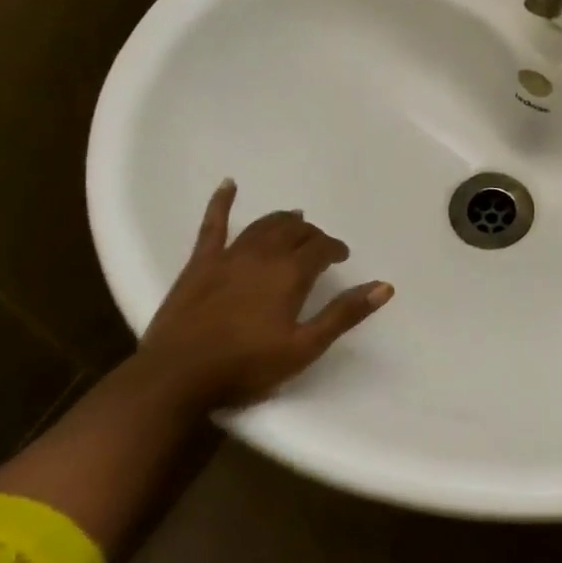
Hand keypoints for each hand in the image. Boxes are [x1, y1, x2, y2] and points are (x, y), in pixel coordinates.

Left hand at [137, 180, 392, 408]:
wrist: (176, 377)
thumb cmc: (246, 366)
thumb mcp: (305, 347)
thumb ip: (344, 314)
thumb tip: (384, 286)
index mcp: (290, 274)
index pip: (321, 248)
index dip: (334, 249)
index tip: (341, 257)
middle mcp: (263, 255)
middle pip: (294, 232)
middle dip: (311, 234)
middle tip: (319, 245)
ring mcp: (229, 255)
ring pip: (263, 226)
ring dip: (282, 220)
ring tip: (294, 219)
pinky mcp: (200, 263)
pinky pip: (213, 225)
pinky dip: (222, 202)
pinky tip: (229, 185)